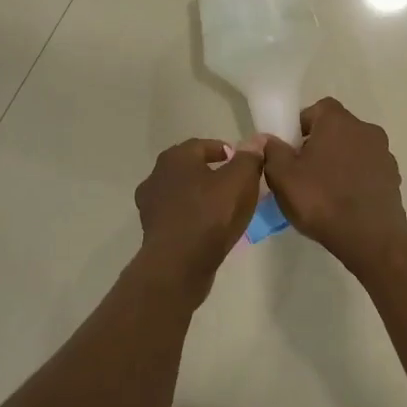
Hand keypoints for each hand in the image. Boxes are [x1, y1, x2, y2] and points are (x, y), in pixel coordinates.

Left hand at [133, 137, 266, 301]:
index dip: (223, 151)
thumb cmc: (210, 215)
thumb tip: (255, 141)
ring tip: (223, 207)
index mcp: (175, 158)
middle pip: (188, 168)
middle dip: (210, 172)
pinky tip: (208, 227)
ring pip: (181, 192)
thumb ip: (248, 158)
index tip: (240, 162)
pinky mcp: (152, 230)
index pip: (201, 145)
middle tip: (233, 183)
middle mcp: (157, 176)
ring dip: (200, 195)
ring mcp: (150, 205)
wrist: (178, 264)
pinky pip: (177, 215)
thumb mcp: (239, 181)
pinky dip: (192, 216)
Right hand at [262, 98, 406, 266]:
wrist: (370, 238)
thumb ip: (272, 151)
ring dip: (339, 162)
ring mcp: (384, 154)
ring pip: (353, 150)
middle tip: (302, 171)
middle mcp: (365, 129)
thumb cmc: (321, 199)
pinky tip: (344, 202)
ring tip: (324, 190)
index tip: (291, 149)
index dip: (302, 126)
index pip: (317, 109)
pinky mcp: (393, 178)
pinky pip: (367, 170)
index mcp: (338, 121)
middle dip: (319, 144)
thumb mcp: (282, 176)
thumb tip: (269, 140)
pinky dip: (355, 179)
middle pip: (336, 129)